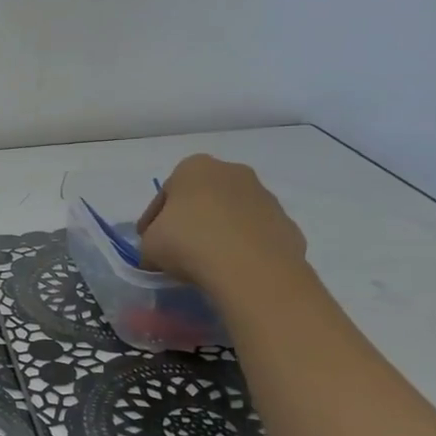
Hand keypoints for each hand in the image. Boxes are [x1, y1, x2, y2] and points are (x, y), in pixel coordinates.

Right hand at [136, 155, 307, 294]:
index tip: (148, 240)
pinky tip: (234, 268)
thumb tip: (157, 251)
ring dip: (219, 231)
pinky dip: (244, 247)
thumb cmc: (189, 243)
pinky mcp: (287, 224)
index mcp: (194, 167)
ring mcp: (265, 196)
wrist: (251, 268)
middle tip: (178, 247)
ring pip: (232, 214)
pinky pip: (256, 234)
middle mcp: (232, 172)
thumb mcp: (149, 245)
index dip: (153, 219)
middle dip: (191, 219)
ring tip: (208, 262)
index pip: (165, 193)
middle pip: (203, 198)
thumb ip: (151, 241)